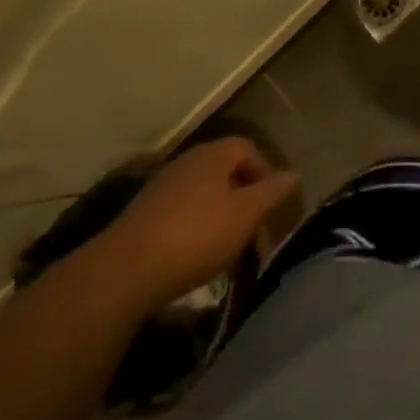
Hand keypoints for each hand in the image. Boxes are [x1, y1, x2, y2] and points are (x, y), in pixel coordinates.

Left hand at [104, 138, 299, 306]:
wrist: (125, 270)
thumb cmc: (196, 236)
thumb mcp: (246, 215)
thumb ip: (272, 192)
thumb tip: (294, 174)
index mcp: (213, 154)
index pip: (248, 148)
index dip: (265, 172)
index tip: (273, 204)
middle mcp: (187, 161)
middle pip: (224, 169)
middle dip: (243, 195)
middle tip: (254, 227)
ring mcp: (162, 186)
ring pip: (203, 192)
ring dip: (220, 213)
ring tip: (228, 246)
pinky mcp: (144, 213)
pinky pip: (181, 211)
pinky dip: (196, 226)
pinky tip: (196, 254)